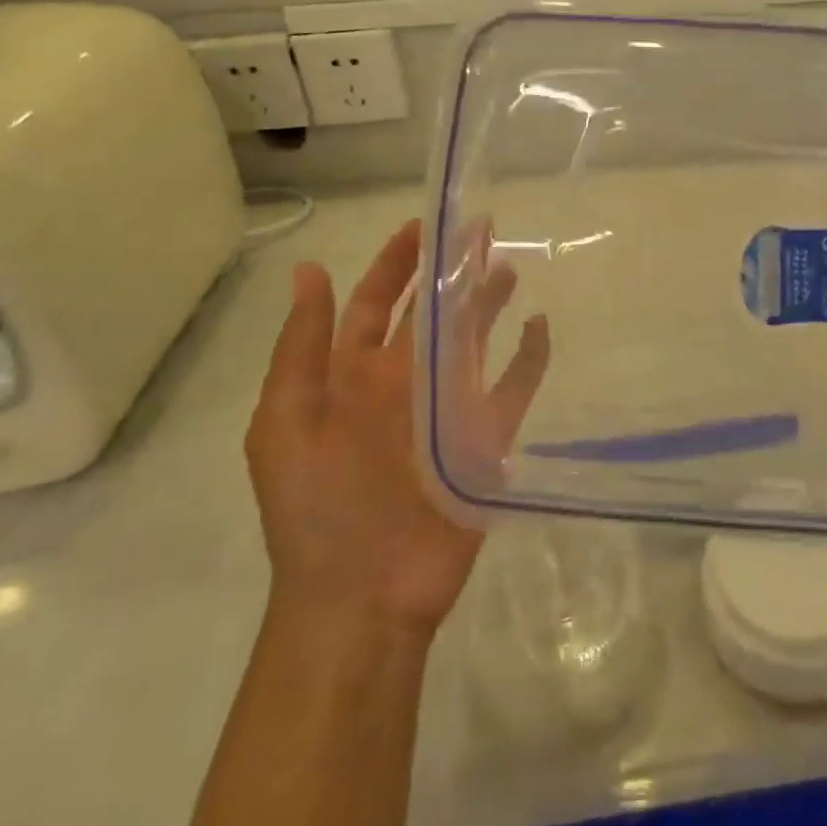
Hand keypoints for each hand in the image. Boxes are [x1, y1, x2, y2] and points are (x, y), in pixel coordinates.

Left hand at [245, 220, 549, 634]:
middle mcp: (402, 384)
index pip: (375, 303)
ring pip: (472, 342)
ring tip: (511, 267)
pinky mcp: (484, 439)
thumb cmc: (317, 508)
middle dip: (450, 272)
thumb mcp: (285, 424)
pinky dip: (529, 359)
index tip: (420, 226)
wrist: (361, 599)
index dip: (393, 264)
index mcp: (352, 377)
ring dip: (489, 304)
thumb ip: (301, 347)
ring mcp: (446, 410)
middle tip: (480, 230)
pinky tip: (541, 327)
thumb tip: (308, 270)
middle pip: (430, 314)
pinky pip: (513, 389)